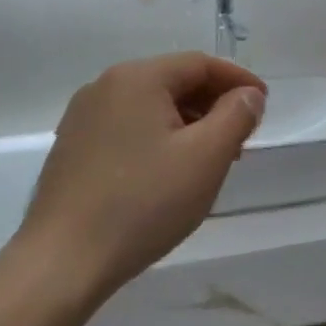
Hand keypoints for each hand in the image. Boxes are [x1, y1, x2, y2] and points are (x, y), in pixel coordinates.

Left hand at [19, 54, 266, 308]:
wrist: (62, 261)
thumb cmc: (143, 203)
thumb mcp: (205, 158)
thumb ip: (235, 116)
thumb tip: (248, 95)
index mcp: (137, 77)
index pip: (200, 64)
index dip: (238, 80)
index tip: (263, 105)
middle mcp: (105, 86)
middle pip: (173, 81)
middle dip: (213, 104)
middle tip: (241, 138)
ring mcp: (83, 117)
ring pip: (150, 106)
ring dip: (187, 124)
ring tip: (210, 160)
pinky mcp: (72, 147)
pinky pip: (128, 127)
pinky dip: (158, 138)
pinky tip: (169, 172)